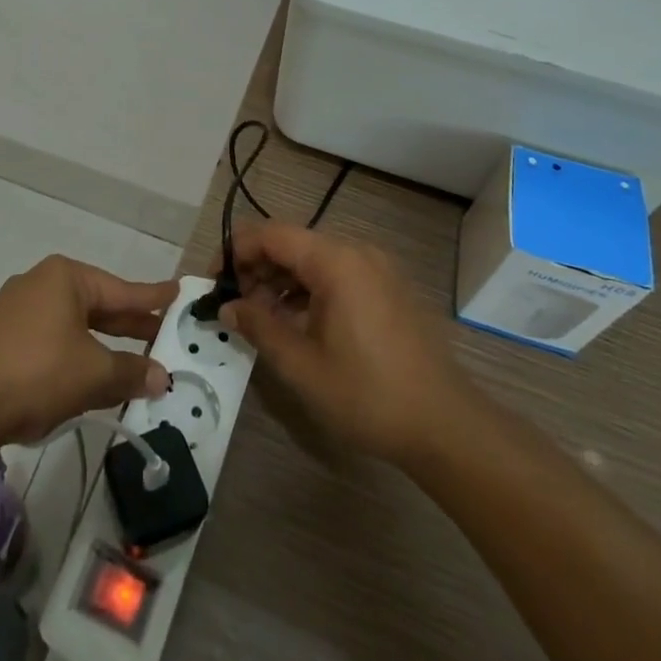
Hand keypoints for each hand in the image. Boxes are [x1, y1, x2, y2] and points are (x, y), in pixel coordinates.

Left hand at [0, 256, 177, 447]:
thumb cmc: (36, 372)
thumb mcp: (93, 374)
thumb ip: (130, 372)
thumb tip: (161, 377)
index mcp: (65, 279)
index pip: (121, 289)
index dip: (151, 297)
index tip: (177, 291)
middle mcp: (39, 284)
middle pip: (96, 305)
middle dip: (127, 325)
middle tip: (161, 334)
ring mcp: (15, 311)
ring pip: (72, 325)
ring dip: (100, 346)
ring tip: (129, 361)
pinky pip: (49, 340)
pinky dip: (73, 355)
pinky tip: (85, 376)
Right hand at [219, 222, 470, 468]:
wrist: (446, 425)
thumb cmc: (367, 394)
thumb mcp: (301, 365)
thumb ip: (258, 326)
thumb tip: (228, 307)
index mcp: (335, 260)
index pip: (271, 234)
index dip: (236, 252)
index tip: (215, 282)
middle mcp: (357, 252)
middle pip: (293, 243)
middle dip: (258, 268)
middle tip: (236, 306)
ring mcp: (378, 269)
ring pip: (315, 259)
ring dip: (283, 281)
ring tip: (263, 318)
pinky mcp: (389, 288)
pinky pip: (338, 274)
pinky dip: (310, 290)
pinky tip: (298, 323)